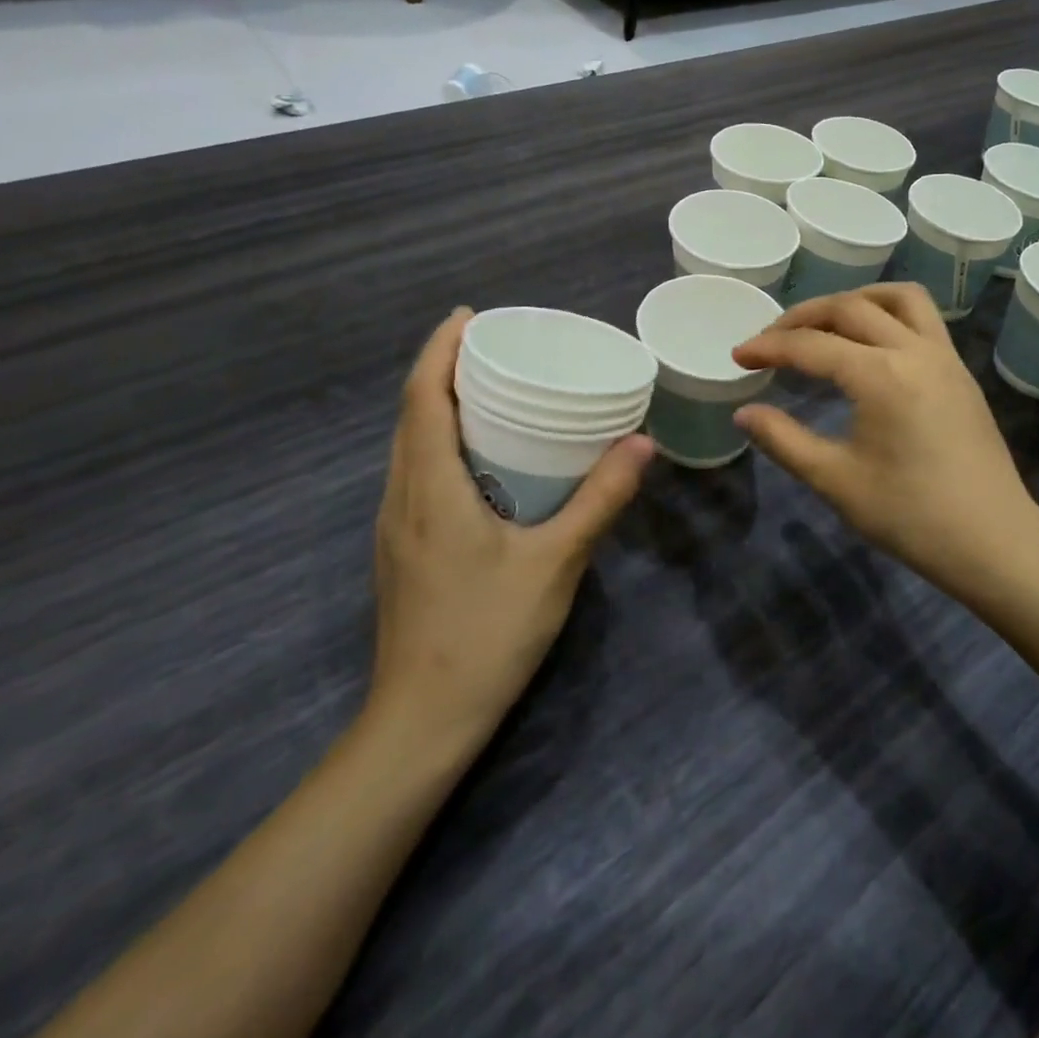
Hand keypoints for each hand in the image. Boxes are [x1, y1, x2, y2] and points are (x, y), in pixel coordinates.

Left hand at [369, 309, 653, 765]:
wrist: (422, 722)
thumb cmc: (488, 633)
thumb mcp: (557, 561)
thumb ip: (601, 498)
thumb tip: (642, 443)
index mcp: (431, 487)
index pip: (423, 398)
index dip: (439, 350)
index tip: (469, 315)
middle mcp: (402, 497)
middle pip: (411, 414)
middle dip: (443, 369)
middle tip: (493, 345)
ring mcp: (396, 526)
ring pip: (410, 445)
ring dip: (439, 405)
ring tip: (490, 388)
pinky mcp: (403, 549)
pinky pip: (416, 472)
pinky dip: (441, 441)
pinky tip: (482, 456)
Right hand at [731, 284, 1038, 599]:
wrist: (994, 541)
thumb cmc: (911, 516)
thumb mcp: (836, 481)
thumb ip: (784, 440)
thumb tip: (744, 413)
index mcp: (880, 375)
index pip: (812, 345)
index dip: (769, 347)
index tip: (739, 356)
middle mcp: (914, 350)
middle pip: (851, 307)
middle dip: (804, 316)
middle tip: (772, 339)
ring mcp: (944, 357)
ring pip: (898, 298)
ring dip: (856, 299)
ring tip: (826, 322)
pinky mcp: (960, 372)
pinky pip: (923, 319)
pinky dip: (888, 314)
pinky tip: (871, 345)